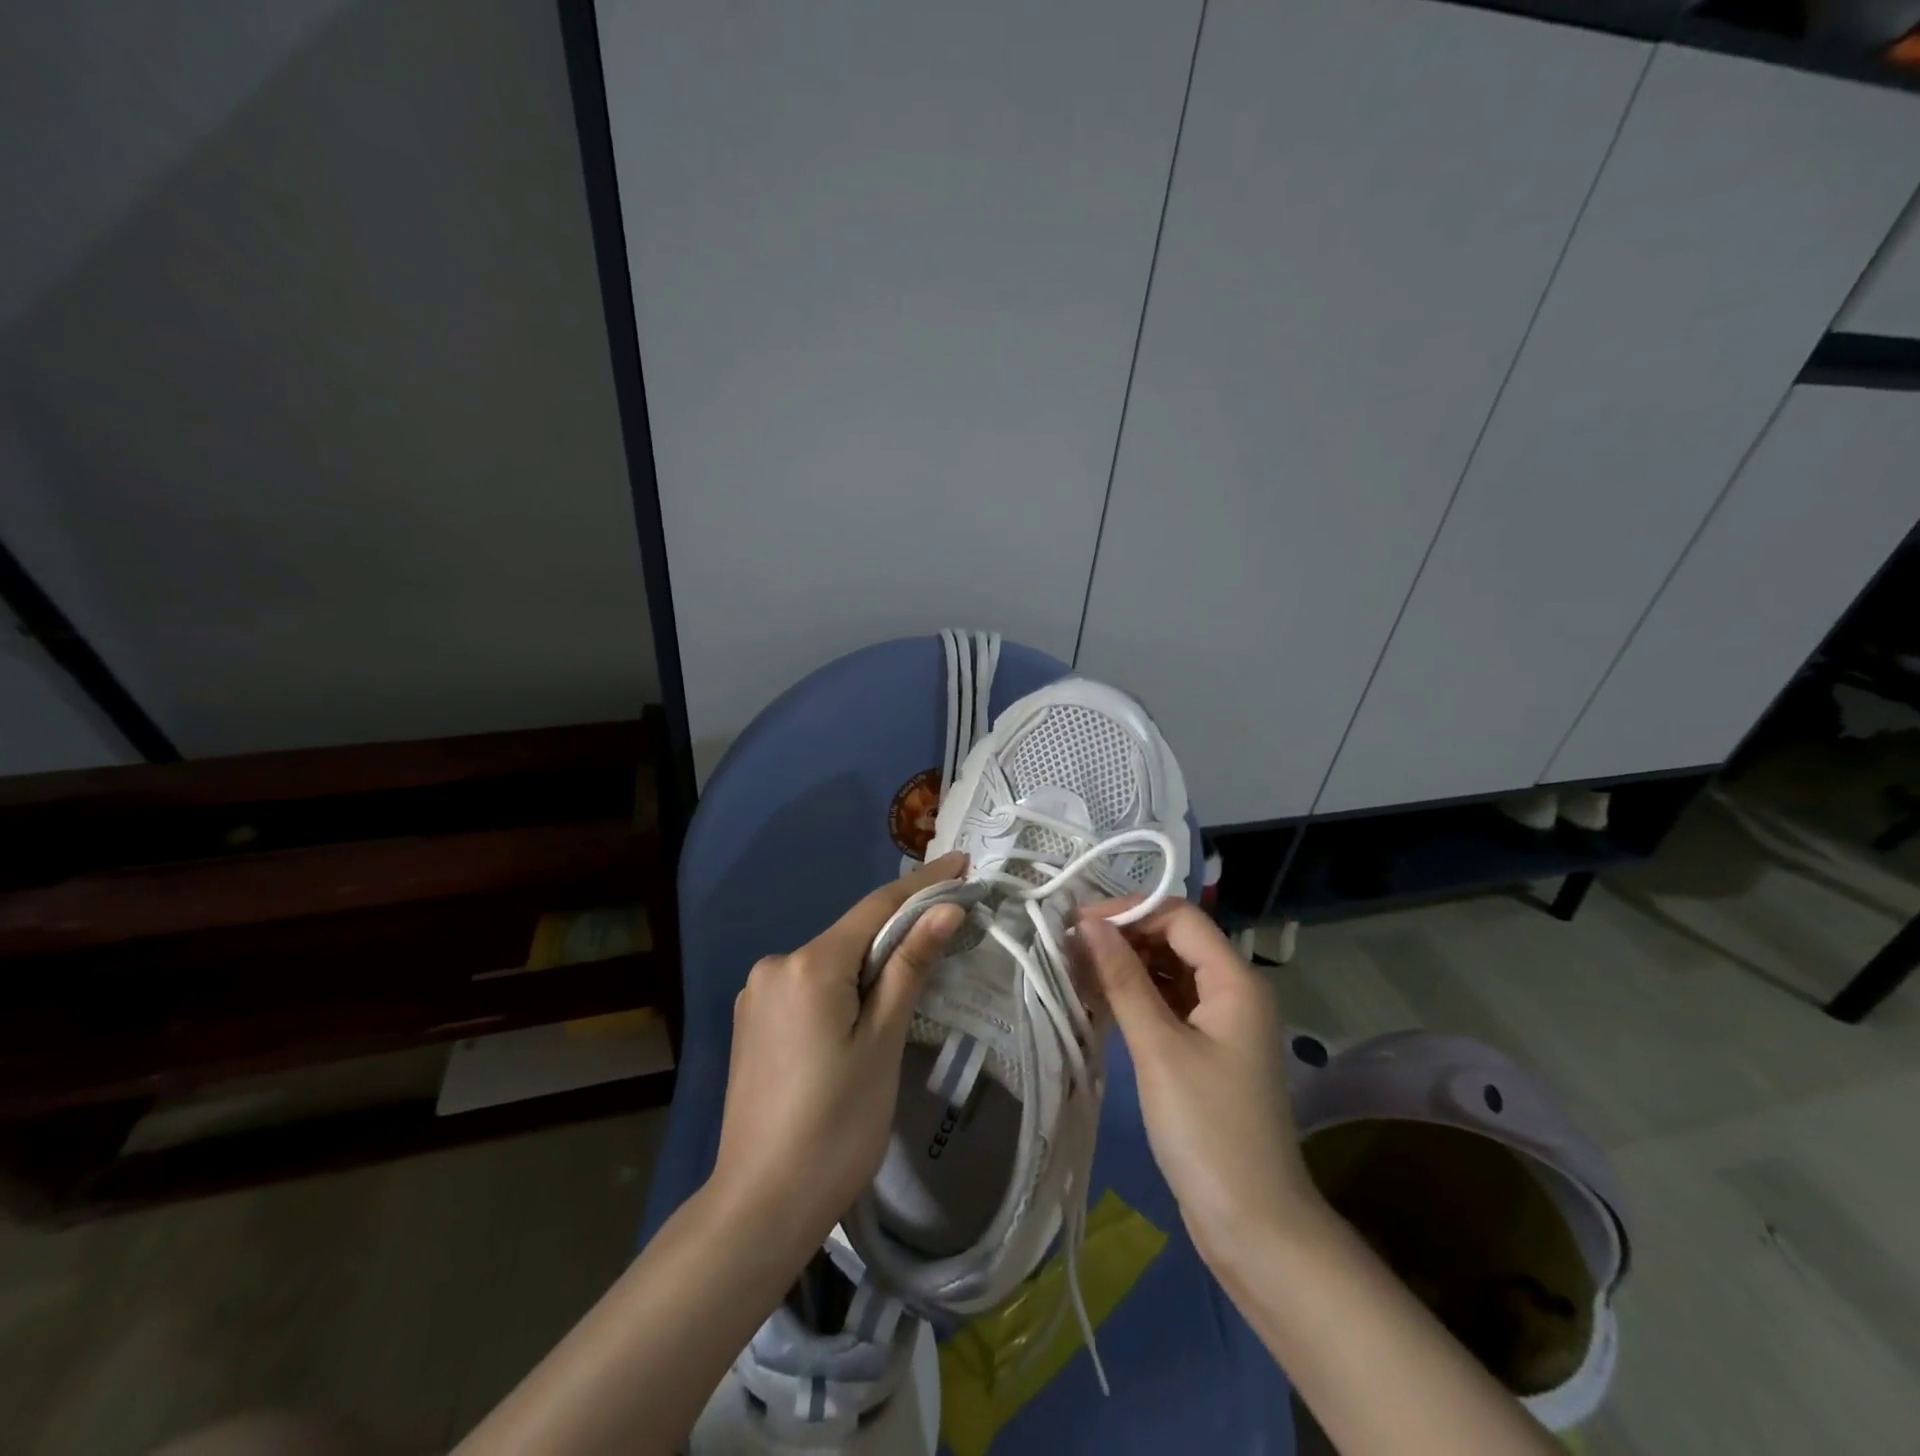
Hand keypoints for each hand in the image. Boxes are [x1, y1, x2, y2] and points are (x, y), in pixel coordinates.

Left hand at [710, 852, 967, 1255]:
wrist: (760, 1206)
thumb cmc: (836, 1126)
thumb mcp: (882, 1043)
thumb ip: (910, 967)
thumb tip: (944, 909)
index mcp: (809, 965)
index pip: (876, 907)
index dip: (922, 884)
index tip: (960, 861)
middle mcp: (775, 965)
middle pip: (852, 934)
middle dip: (900, 928)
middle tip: (951, 924)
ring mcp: (757, 995)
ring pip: (831, 962)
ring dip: (872, 962)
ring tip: (914, 976)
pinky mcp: (752, 1022)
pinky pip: (810, 986)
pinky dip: (844, 986)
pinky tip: (864, 1012)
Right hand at [1073, 900, 1319, 1260]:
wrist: (1253, 1225)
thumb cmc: (1207, 1129)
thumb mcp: (1159, 1048)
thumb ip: (1123, 979)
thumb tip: (1089, 924)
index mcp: (1235, 980)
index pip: (1179, 917)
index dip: (1129, 911)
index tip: (1077, 922)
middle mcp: (1233, 991)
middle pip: (1174, 940)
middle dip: (1123, 937)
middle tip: (1068, 947)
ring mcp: (1221, 1022)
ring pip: (1168, 972)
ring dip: (1125, 967)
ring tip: (1074, 970)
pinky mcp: (1206, 1050)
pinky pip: (1168, 1004)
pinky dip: (1135, 997)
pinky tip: (1098, 1001)